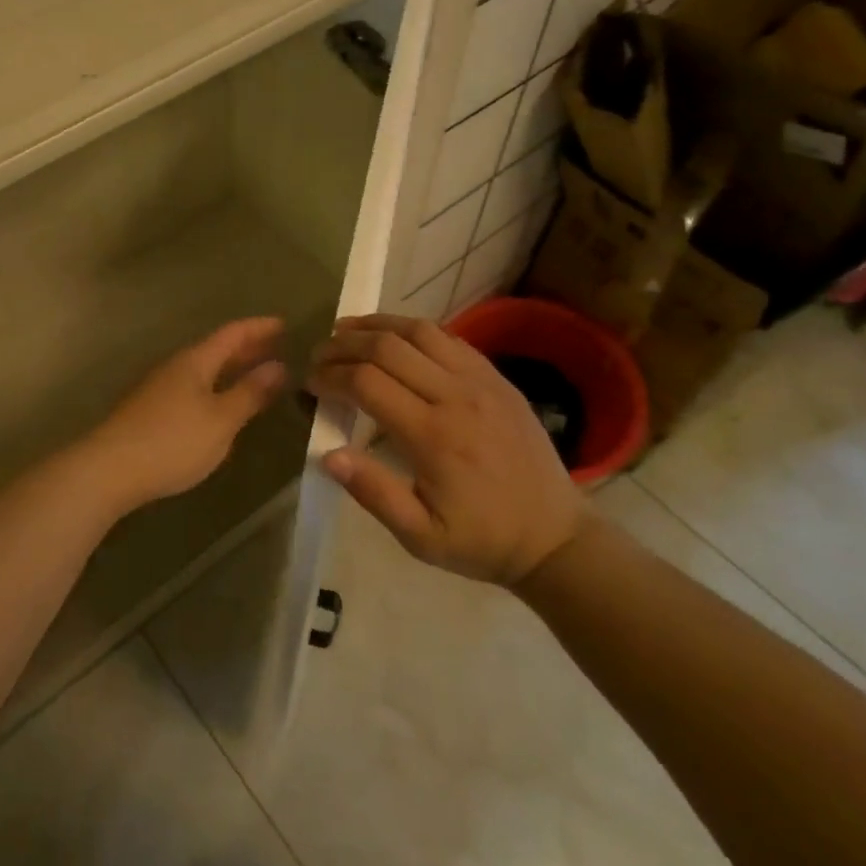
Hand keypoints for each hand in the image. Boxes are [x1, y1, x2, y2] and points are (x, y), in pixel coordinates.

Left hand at [75, 317, 288, 510]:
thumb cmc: (173, 441)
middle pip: (215, 349)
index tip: (284, 324)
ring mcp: (159, 388)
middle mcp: (175, 366)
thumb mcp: (221, 420)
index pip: (232, 334)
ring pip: (202, 369)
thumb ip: (250, 393)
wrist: (109, 469)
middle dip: (246, 347)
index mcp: (195, 361)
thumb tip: (278, 366)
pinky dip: (214, 386)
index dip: (259, 328)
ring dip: (229, 368)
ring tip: (253, 375)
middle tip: (276, 348)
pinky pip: (192, 387)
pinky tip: (219, 404)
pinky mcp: (149, 410)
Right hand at [308, 314, 586, 588]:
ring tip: (347, 330)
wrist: (556, 537)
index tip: (310, 383)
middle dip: (344, 344)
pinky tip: (396, 339)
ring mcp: (482, 381)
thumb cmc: (481, 541)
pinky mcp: (498, 379)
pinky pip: (450, 339)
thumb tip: (328, 455)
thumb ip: (374, 493)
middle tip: (319, 354)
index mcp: (433, 436)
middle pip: (388, 347)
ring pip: (420, 331)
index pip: (367, 383)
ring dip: (377, 325)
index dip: (330, 376)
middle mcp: (456, 397)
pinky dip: (414, 330)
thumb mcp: (421, 537)